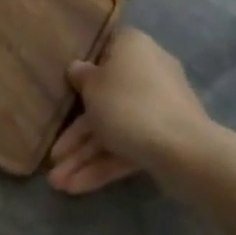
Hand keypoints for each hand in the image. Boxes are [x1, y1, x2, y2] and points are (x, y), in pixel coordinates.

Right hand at [47, 28, 213, 194]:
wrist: (182, 149)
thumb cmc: (128, 104)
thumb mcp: (92, 87)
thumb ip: (81, 77)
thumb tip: (78, 68)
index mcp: (133, 47)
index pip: (105, 49)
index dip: (83, 68)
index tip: (65, 86)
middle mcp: (147, 72)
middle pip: (104, 99)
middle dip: (76, 134)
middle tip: (52, 157)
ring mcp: (158, 108)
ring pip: (114, 128)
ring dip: (84, 155)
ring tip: (57, 183)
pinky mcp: (164, 138)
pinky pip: (127, 147)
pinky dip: (103, 165)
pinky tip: (75, 187)